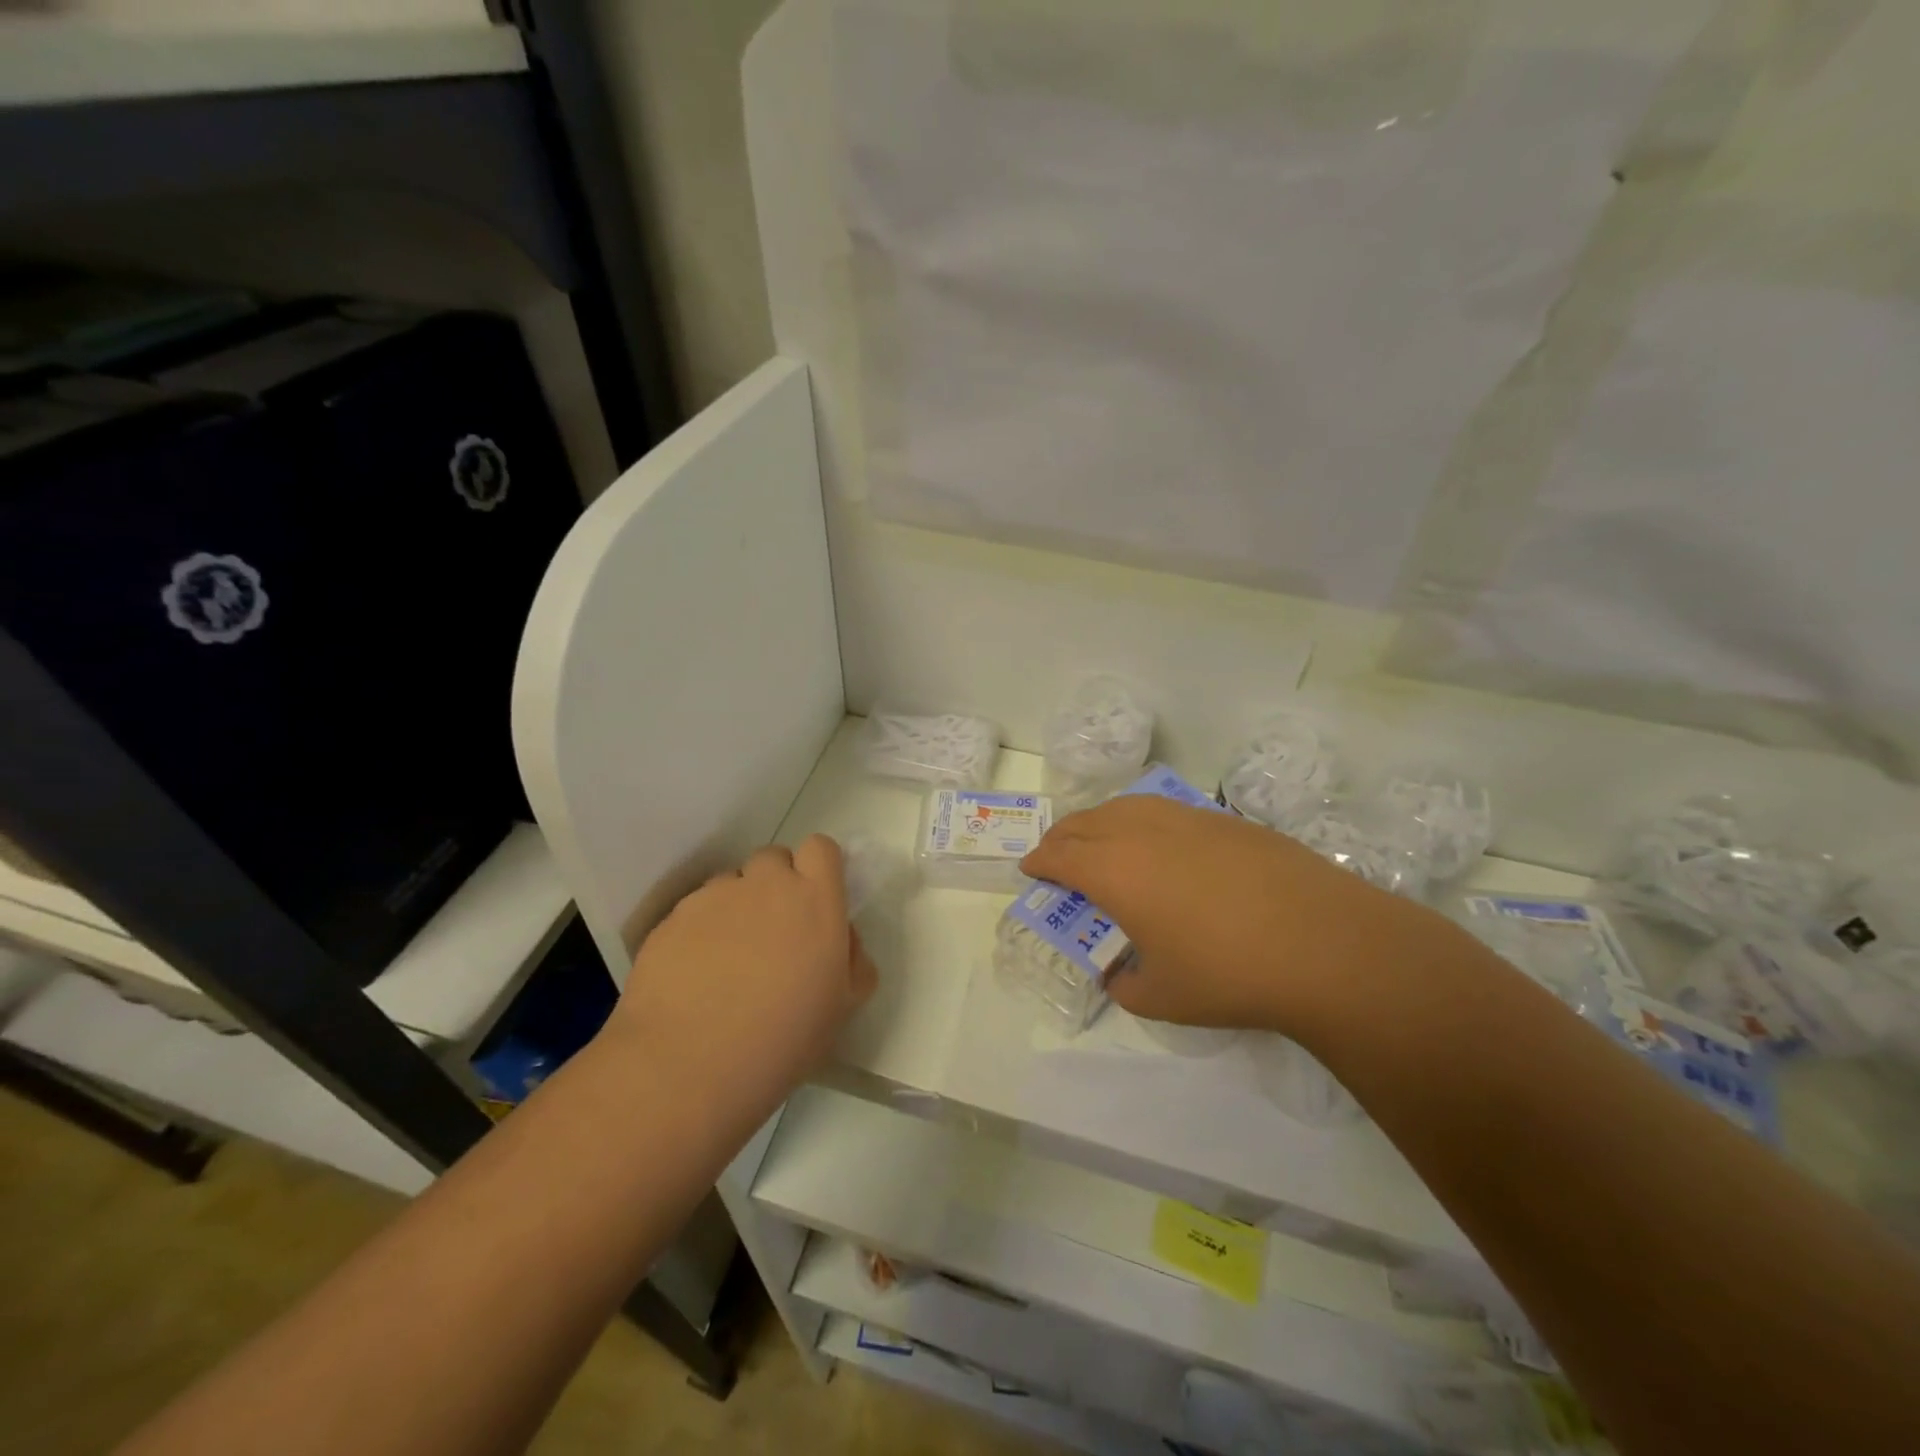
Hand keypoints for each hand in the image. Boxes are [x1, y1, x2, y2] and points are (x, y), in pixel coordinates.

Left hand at [607, 836, 876, 1131]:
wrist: (687, 1067)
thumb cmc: (782, 1039)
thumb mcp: (843, 1007)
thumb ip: (854, 959)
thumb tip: (841, 937)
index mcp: (815, 899)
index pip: (820, 848)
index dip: (818, 869)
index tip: (814, 902)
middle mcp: (765, 884)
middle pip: (774, 859)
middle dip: (776, 885)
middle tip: (774, 934)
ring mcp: (714, 897)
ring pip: (732, 884)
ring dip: (737, 907)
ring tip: (728, 960)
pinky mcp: (673, 917)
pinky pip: (695, 910)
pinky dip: (700, 931)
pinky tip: (695, 976)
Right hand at [1020, 794, 1426, 1035]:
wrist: (1324, 944)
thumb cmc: (1228, 974)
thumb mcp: (1162, 998)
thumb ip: (1125, 985)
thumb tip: (1117, 976)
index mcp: (1114, 872)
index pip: (1060, 856)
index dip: (1039, 862)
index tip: (1030, 870)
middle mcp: (1141, 833)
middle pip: (1085, 823)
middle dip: (1061, 838)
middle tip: (1055, 854)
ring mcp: (1186, 819)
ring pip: (1124, 806)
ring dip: (1099, 821)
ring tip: (1099, 839)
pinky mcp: (1224, 820)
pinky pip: (1164, 810)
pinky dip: (1140, 820)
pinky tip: (1157, 841)